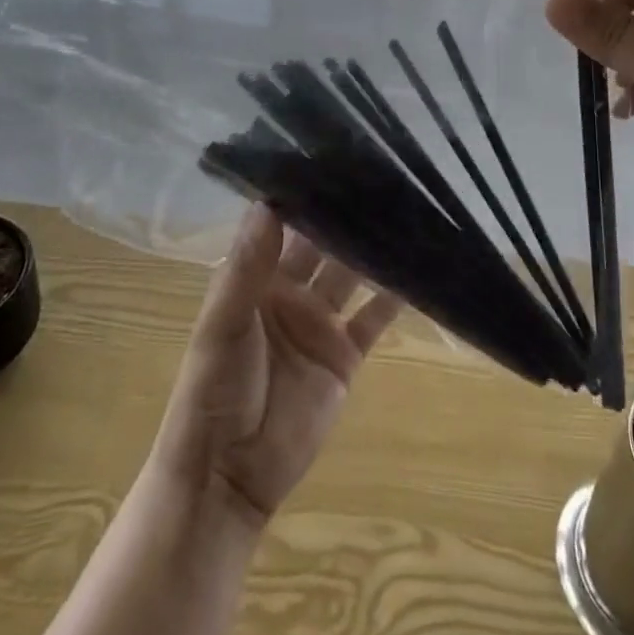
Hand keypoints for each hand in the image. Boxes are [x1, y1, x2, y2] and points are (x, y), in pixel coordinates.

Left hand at [147, 204, 401, 531]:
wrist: (228, 476)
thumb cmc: (215, 391)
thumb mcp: (223, 323)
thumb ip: (248, 265)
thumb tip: (269, 201)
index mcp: (256, 277)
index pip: (285, 224)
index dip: (306, 195)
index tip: (334, 158)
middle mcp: (290, 291)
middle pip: (324, 245)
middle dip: (347, 215)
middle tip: (382, 176)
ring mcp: (319, 323)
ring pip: (352, 275)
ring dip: (374, 250)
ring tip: (407, 214)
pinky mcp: (343, 357)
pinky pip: (372, 320)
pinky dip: (393, 299)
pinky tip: (419, 274)